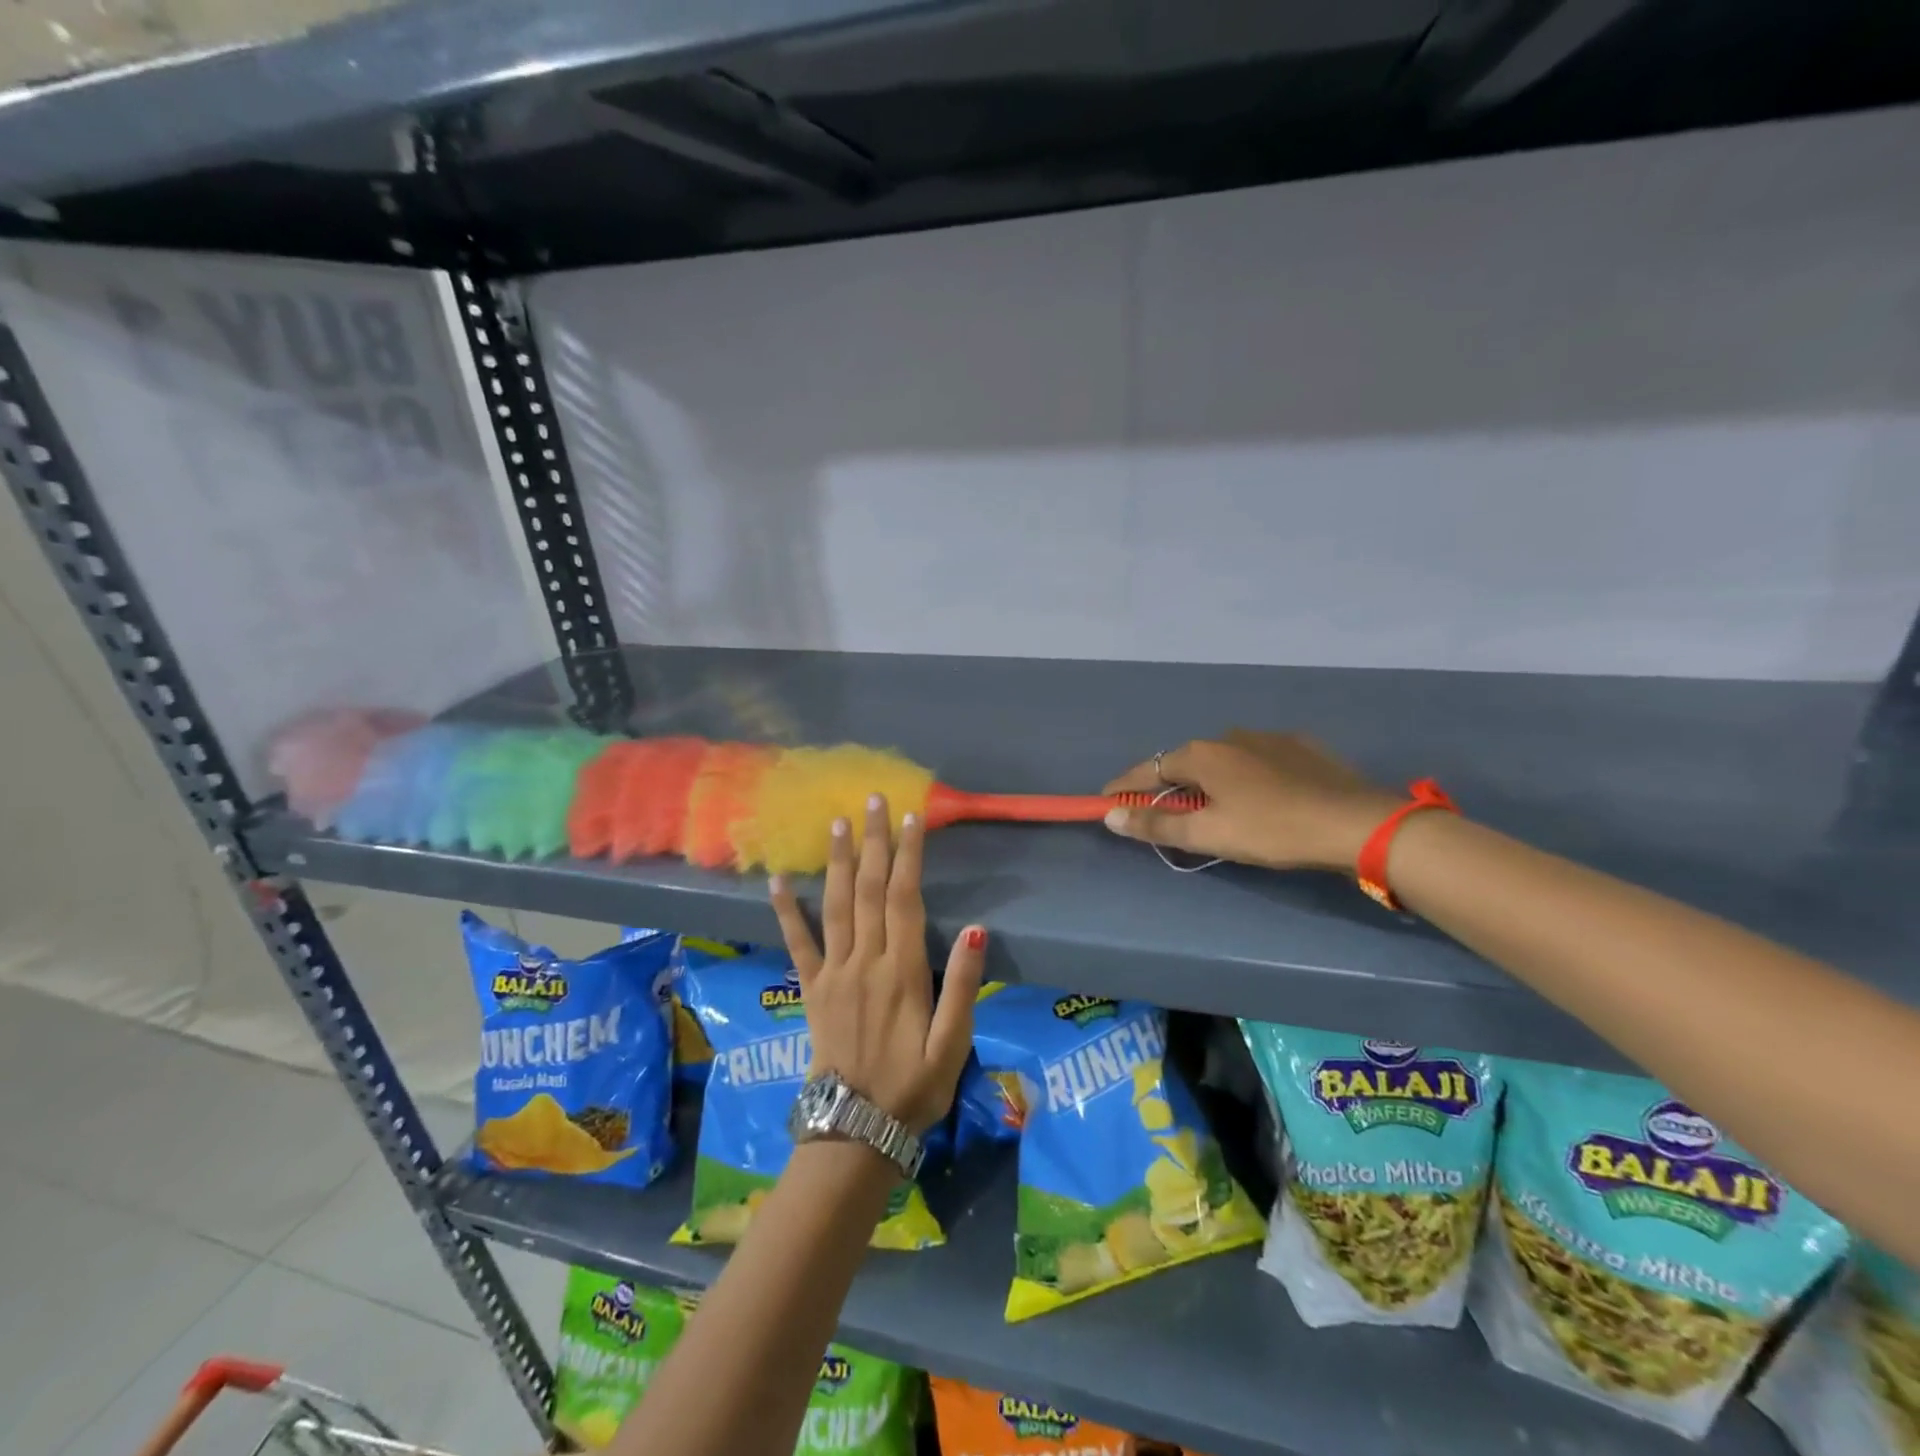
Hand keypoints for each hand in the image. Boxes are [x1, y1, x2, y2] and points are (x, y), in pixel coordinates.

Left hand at [769, 794, 986, 1133]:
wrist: (854, 1131)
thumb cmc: (913, 1088)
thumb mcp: (953, 1045)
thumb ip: (963, 986)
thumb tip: (977, 930)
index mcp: (902, 971)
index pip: (905, 898)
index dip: (908, 855)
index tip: (911, 818)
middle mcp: (865, 961)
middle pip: (868, 889)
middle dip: (872, 842)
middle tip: (872, 800)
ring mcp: (834, 973)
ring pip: (835, 905)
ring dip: (836, 861)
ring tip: (835, 823)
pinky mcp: (811, 989)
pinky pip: (797, 943)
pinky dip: (786, 910)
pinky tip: (776, 880)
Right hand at [1102, 731, 1402, 872]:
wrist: (1356, 822)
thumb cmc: (1272, 829)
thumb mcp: (1209, 834)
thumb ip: (1157, 824)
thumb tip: (1111, 815)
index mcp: (1201, 754)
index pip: (1147, 770)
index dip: (1123, 787)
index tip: (1105, 802)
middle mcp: (1229, 736)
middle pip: (1183, 763)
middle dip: (1166, 787)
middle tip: (1161, 815)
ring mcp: (1267, 737)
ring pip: (1222, 760)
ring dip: (1207, 781)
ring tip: (1213, 808)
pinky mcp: (1300, 746)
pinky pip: (1256, 761)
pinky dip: (1243, 777)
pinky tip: (1258, 797)